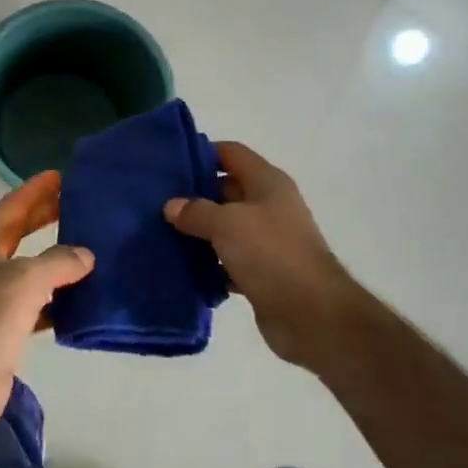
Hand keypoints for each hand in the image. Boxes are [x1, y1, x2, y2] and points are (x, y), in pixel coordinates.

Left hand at [0, 171, 93, 427]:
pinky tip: (83, 294)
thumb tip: (85, 255)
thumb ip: (59, 261)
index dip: (37, 189)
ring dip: (57, 258)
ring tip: (91, 245)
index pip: (13, 205)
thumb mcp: (26, 280)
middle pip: (20, 230)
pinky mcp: (4, 323)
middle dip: (47, 216)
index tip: (62, 174)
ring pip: (31, 266)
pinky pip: (37, 300)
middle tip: (80, 203)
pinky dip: (58, 296)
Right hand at [164, 141, 354, 370]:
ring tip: (160, 236)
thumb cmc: (271, 254)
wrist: (310, 313)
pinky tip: (182, 270)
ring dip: (198, 234)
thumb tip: (171, 206)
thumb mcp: (227, 224)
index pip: (231, 154)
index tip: (168, 164)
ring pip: (225, 229)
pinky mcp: (261, 273)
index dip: (202, 153)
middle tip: (156, 204)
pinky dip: (210, 266)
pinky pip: (228, 262)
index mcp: (267, 183)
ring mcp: (267, 241)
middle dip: (194, 197)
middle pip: (225, 191)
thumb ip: (196, 211)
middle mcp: (269, 206)